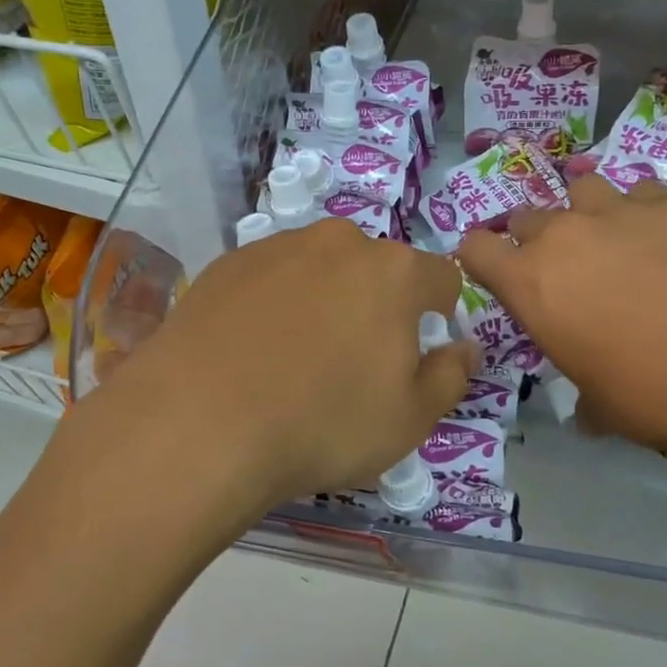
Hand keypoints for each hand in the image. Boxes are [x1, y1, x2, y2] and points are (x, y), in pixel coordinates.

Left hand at [67, 218, 477, 542]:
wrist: (201, 421)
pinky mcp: (227, 263)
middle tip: (354, 362)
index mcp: (395, 273)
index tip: (422, 349)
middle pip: (377, 270)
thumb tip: (465, 346)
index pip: (441, 278)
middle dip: (378, 306)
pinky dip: (274, 304)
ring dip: (324, 301)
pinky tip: (251, 350)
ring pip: (321, 269)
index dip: (441, 313)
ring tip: (296, 358)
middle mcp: (339, 243)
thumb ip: (450, 376)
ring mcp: (278, 247)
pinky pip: (271, 279)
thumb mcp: (410, 419)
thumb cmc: (324, 423)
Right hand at [457, 176, 666, 490]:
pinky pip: (640, 192)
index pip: (474, 248)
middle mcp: (563, 235)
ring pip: (581, 190)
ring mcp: (618, 211)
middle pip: (525, 216)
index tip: (495, 273)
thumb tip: (588, 409)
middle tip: (560, 267)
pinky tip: (664, 237)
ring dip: (585, 213)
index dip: (478, 258)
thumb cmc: (656, 395)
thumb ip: (579, 389)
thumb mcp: (599, 403)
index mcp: (529, 282)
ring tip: (610, 239)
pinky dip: (641, 210)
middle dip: (532, 238)